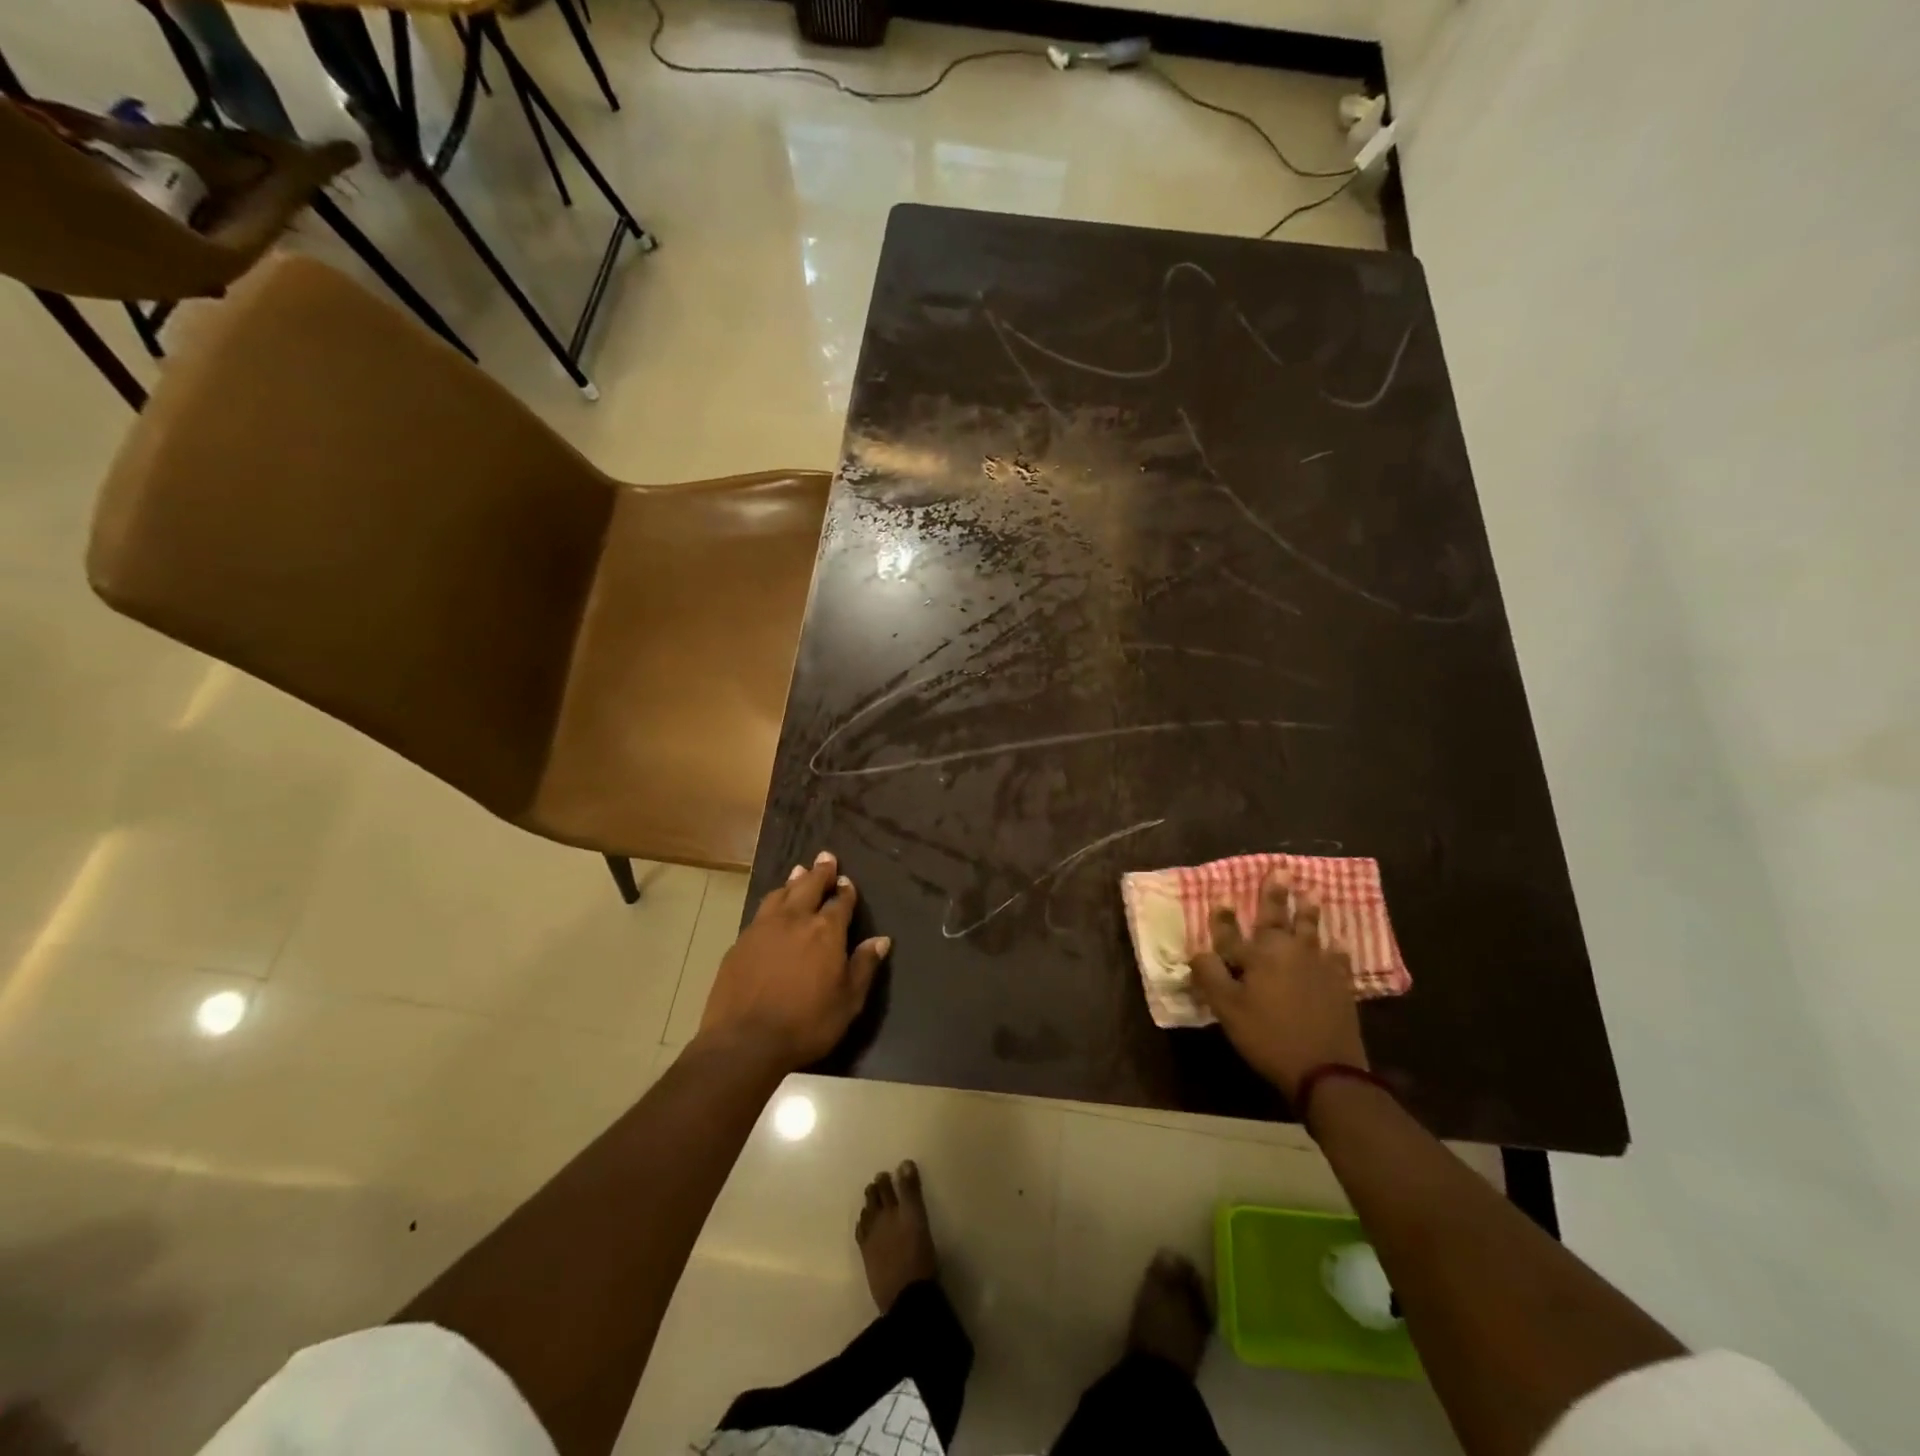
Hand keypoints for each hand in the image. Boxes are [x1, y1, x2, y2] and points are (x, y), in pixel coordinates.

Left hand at [699, 851, 890, 1070]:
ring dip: (793, 881)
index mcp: (826, 931)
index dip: (845, 890)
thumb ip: (864, 966)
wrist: (745, 1041)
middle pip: (809, 886)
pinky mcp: (741, 941)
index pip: (840, 902)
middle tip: (826, 857)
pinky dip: (772, 901)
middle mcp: (795, 919)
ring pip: (781, 893)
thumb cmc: (806, 1023)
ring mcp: (764, 927)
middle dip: (820, 871)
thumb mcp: (848, 1001)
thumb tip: (882, 940)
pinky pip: (761, 911)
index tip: (847, 881)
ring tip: (799, 871)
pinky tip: (772, 906)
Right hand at [1190, 874, 1366, 1099]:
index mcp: (1258, 956)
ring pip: (1310, 931)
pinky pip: (1337, 959)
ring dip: (1308, 911)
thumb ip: (1210, 976)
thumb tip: (1198, 951)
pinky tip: (1338, 943)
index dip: (1222, 916)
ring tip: (1312, 893)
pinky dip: (1336, 949)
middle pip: (1278, 918)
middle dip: (1275, 895)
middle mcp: (1288, 952)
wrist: (1326, 1070)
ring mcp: (1317, 967)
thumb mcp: (1228, 1009)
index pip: (1231, 932)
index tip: (1219, 896)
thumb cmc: (1268, 1037)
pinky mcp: (1339, 985)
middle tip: (1282, 871)